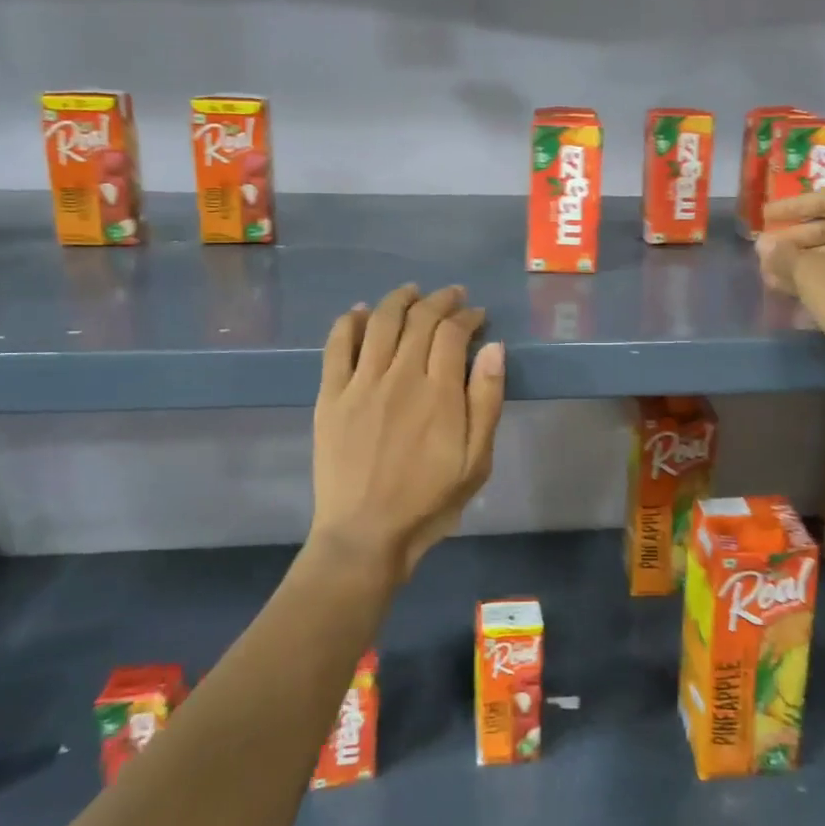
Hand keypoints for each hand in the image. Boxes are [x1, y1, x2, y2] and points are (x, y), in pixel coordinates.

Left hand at [312, 284, 505, 584]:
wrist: (365, 533)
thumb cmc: (429, 501)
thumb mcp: (477, 460)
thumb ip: (486, 400)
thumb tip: (494, 348)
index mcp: (439, 393)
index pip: (453, 333)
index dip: (467, 316)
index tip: (477, 315)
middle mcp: (400, 376)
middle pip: (419, 320)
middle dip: (440, 301)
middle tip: (451, 296)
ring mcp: (360, 384)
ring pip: (381, 323)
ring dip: (399, 300)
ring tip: (412, 291)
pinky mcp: (330, 396)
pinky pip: (337, 346)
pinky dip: (350, 322)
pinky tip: (361, 311)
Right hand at [755, 192, 824, 368]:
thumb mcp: (808, 272)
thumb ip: (783, 254)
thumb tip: (764, 245)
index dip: (792, 206)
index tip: (765, 217)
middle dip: (791, 239)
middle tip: (762, 250)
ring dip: (798, 262)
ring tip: (766, 273)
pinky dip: (813, 279)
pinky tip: (784, 289)